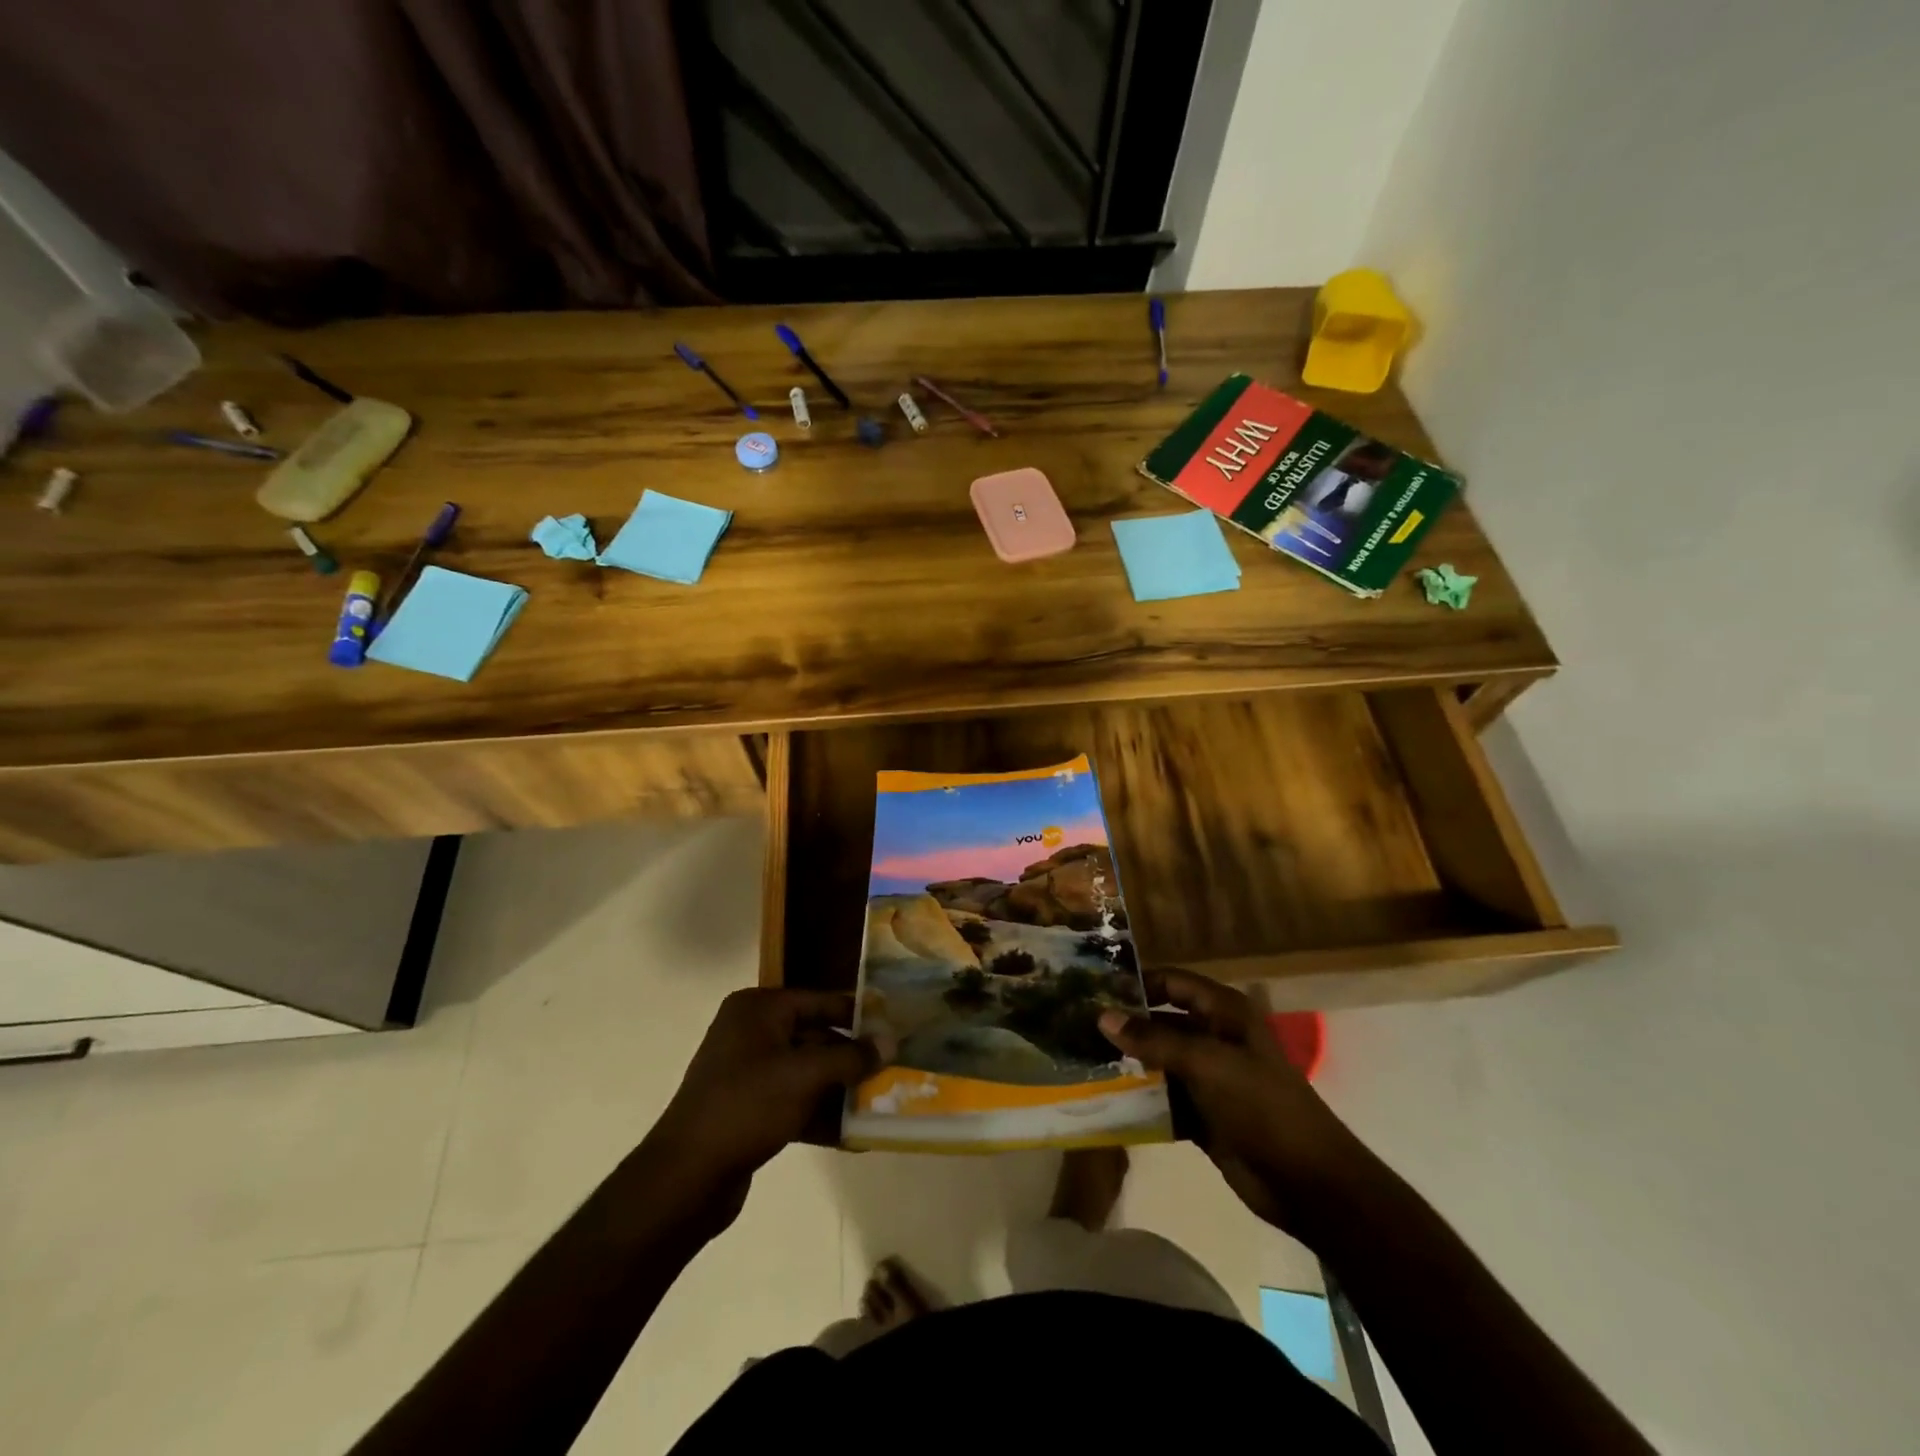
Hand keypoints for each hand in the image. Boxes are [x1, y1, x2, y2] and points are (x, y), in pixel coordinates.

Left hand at [645, 989, 875, 1221]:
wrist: (685, 1178)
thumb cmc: (747, 1106)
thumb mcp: (805, 1075)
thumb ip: (851, 1057)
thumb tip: (891, 1041)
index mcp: (758, 1009)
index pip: (820, 1001)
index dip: (858, 1014)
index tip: (894, 1027)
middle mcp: (751, 1032)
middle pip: (815, 1036)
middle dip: (852, 1058)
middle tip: (892, 1069)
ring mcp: (747, 1072)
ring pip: (806, 1072)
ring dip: (840, 1089)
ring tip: (881, 1103)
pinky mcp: (748, 1109)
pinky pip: (793, 1101)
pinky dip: (820, 1114)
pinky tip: (853, 1135)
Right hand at [1099, 969, 1382, 1238]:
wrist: (1309, 1183)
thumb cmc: (1263, 1107)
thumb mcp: (1208, 1064)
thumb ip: (1155, 1040)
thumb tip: (1103, 1017)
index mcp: (1224, 1013)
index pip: (1171, 983)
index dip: (1136, 983)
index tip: (1092, 989)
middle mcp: (1214, 1038)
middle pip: (1161, 1022)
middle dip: (1124, 1025)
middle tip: (1075, 1027)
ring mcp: (1208, 1078)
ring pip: (1158, 1062)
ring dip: (1126, 1064)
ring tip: (1080, 1060)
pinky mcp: (1202, 1115)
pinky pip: (1162, 1099)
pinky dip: (1138, 1100)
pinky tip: (1103, 1100)